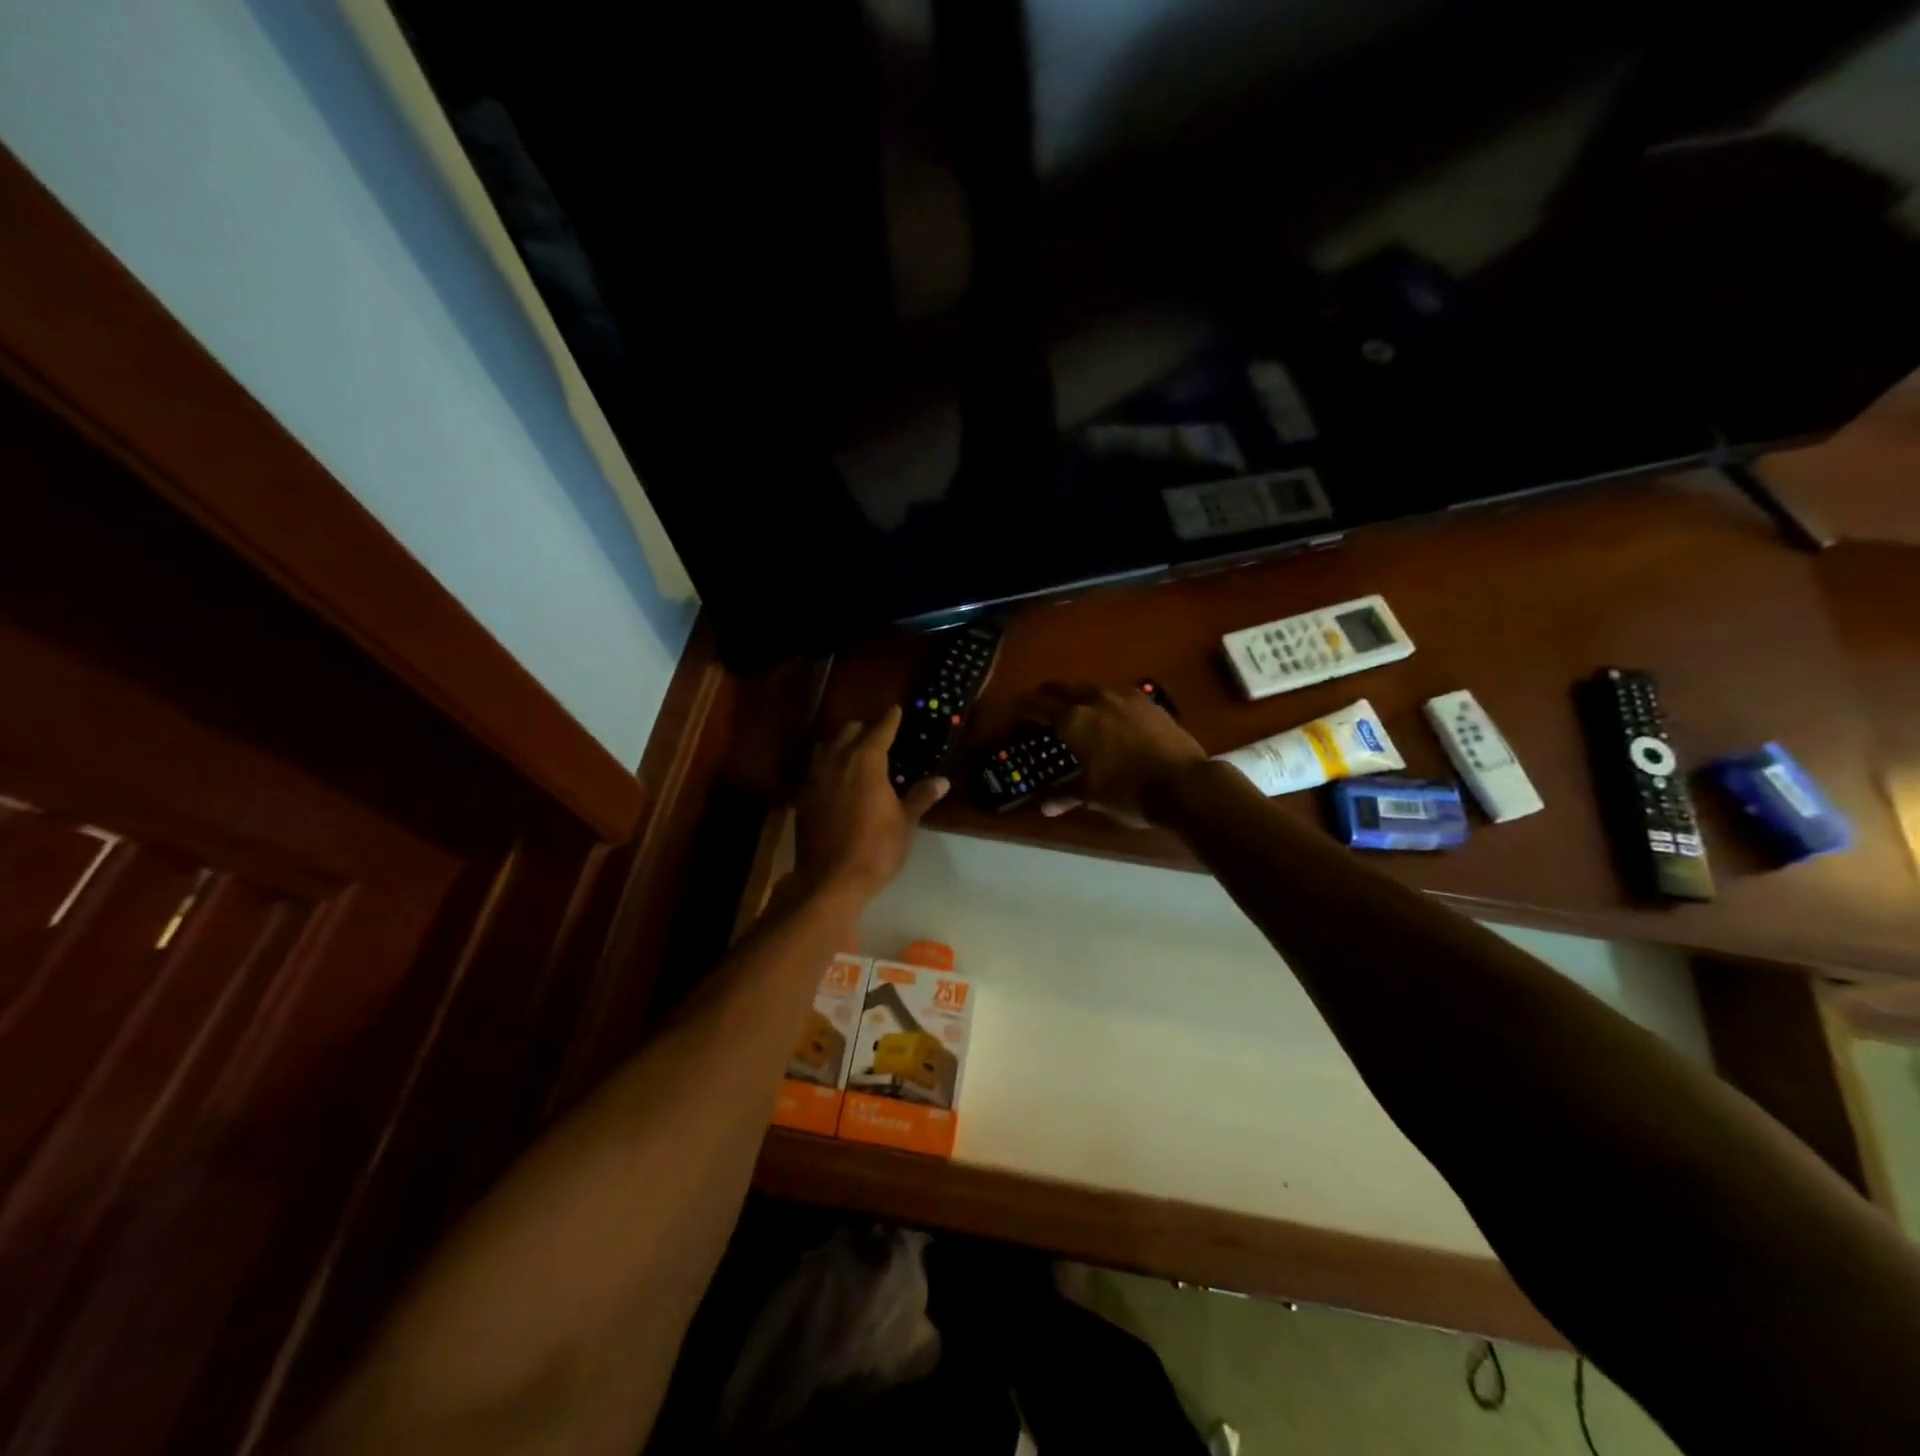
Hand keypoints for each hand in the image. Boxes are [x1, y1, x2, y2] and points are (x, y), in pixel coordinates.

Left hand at [794, 707, 947, 901]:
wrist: (830, 880)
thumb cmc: (876, 849)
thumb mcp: (905, 823)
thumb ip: (920, 797)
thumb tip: (942, 781)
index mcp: (865, 762)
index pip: (880, 730)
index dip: (890, 719)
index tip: (896, 709)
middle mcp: (836, 762)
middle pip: (848, 732)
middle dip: (864, 729)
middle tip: (878, 736)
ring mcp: (815, 779)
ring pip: (826, 748)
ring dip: (840, 745)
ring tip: (853, 753)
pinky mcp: (802, 799)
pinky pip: (815, 771)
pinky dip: (827, 767)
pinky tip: (835, 781)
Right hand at [1021, 682, 1207, 826]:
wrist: (1183, 783)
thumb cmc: (1129, 792)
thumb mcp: (1093, 796)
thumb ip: (1066, 795)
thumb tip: (1044, 807)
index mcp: (1075, 722)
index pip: (1041, 707)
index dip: (1026, 705)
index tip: (1015, 703)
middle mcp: (1096, 702)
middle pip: (1066, 689)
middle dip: (1050, 692)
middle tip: (1040, 696)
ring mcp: (1125, 698)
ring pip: (1094, 688)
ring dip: (1080, 693)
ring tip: (1076, 702)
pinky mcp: (1149, 703)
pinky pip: (1120, 695)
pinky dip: (1107, 700)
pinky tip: (1112, 710)